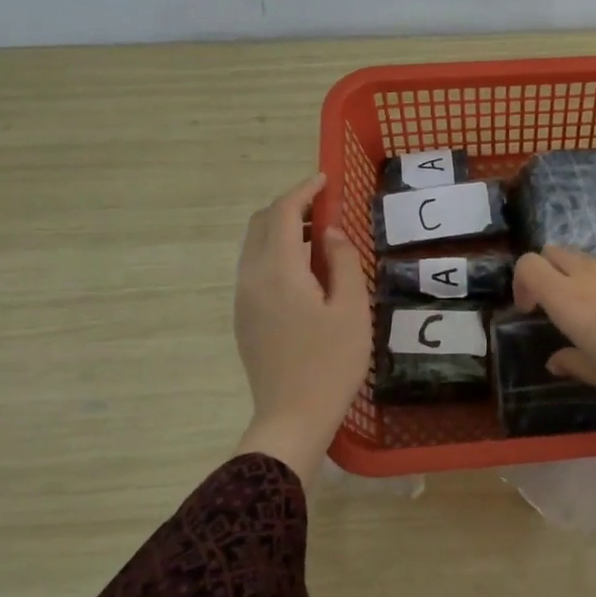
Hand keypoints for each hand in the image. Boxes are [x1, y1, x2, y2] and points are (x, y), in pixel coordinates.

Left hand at [233, 174, 369, 483]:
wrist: (293, 417)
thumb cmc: (331, 363)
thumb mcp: (352, 309)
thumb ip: (342, 262)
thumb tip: (330, 233)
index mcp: (278, 272)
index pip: (284, 214)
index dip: (304, 191)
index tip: (325, 179)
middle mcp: (252, 278)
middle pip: (262, 224)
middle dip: (291, 207)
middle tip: (325, 208)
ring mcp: (243, 299)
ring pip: (255, 247)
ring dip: (283, 231)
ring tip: (320, 240)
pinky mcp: (244, 318)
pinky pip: (255, 269)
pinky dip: (277, 254)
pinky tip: (306, 274)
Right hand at [511, 246, 595, 465]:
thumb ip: (572, 362)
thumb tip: (556, 360)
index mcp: (569, 300)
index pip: (529, 265)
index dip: (521, 283)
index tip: (531, 311)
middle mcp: (591, 276)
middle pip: (554, 252)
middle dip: (545, 272)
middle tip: (554, 307)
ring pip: (585, 259)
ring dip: (576, 277)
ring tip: (592, 314)